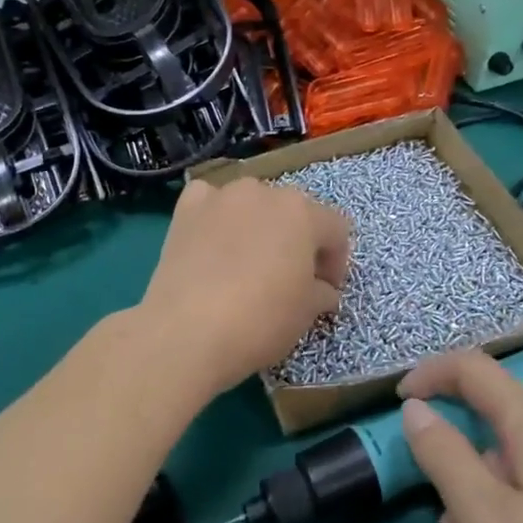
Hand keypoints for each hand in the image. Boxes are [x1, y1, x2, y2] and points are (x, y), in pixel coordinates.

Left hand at [137, 177, 350, 399]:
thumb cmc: (260, 320)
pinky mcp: (186, 209)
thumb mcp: (307, 313)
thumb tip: (322, 290)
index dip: (336, 262)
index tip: (326, 291)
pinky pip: (209, 202)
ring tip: (247, 263)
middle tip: (290, 278)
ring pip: (252, 204)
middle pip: (292, 212)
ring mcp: (221, 196)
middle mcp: (263, 192)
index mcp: (302, 212)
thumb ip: (323, 292)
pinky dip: (215, 217)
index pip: (335, 229)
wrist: (187, 330)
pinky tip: (212, 243)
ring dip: (258, 227)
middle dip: (297, 241)